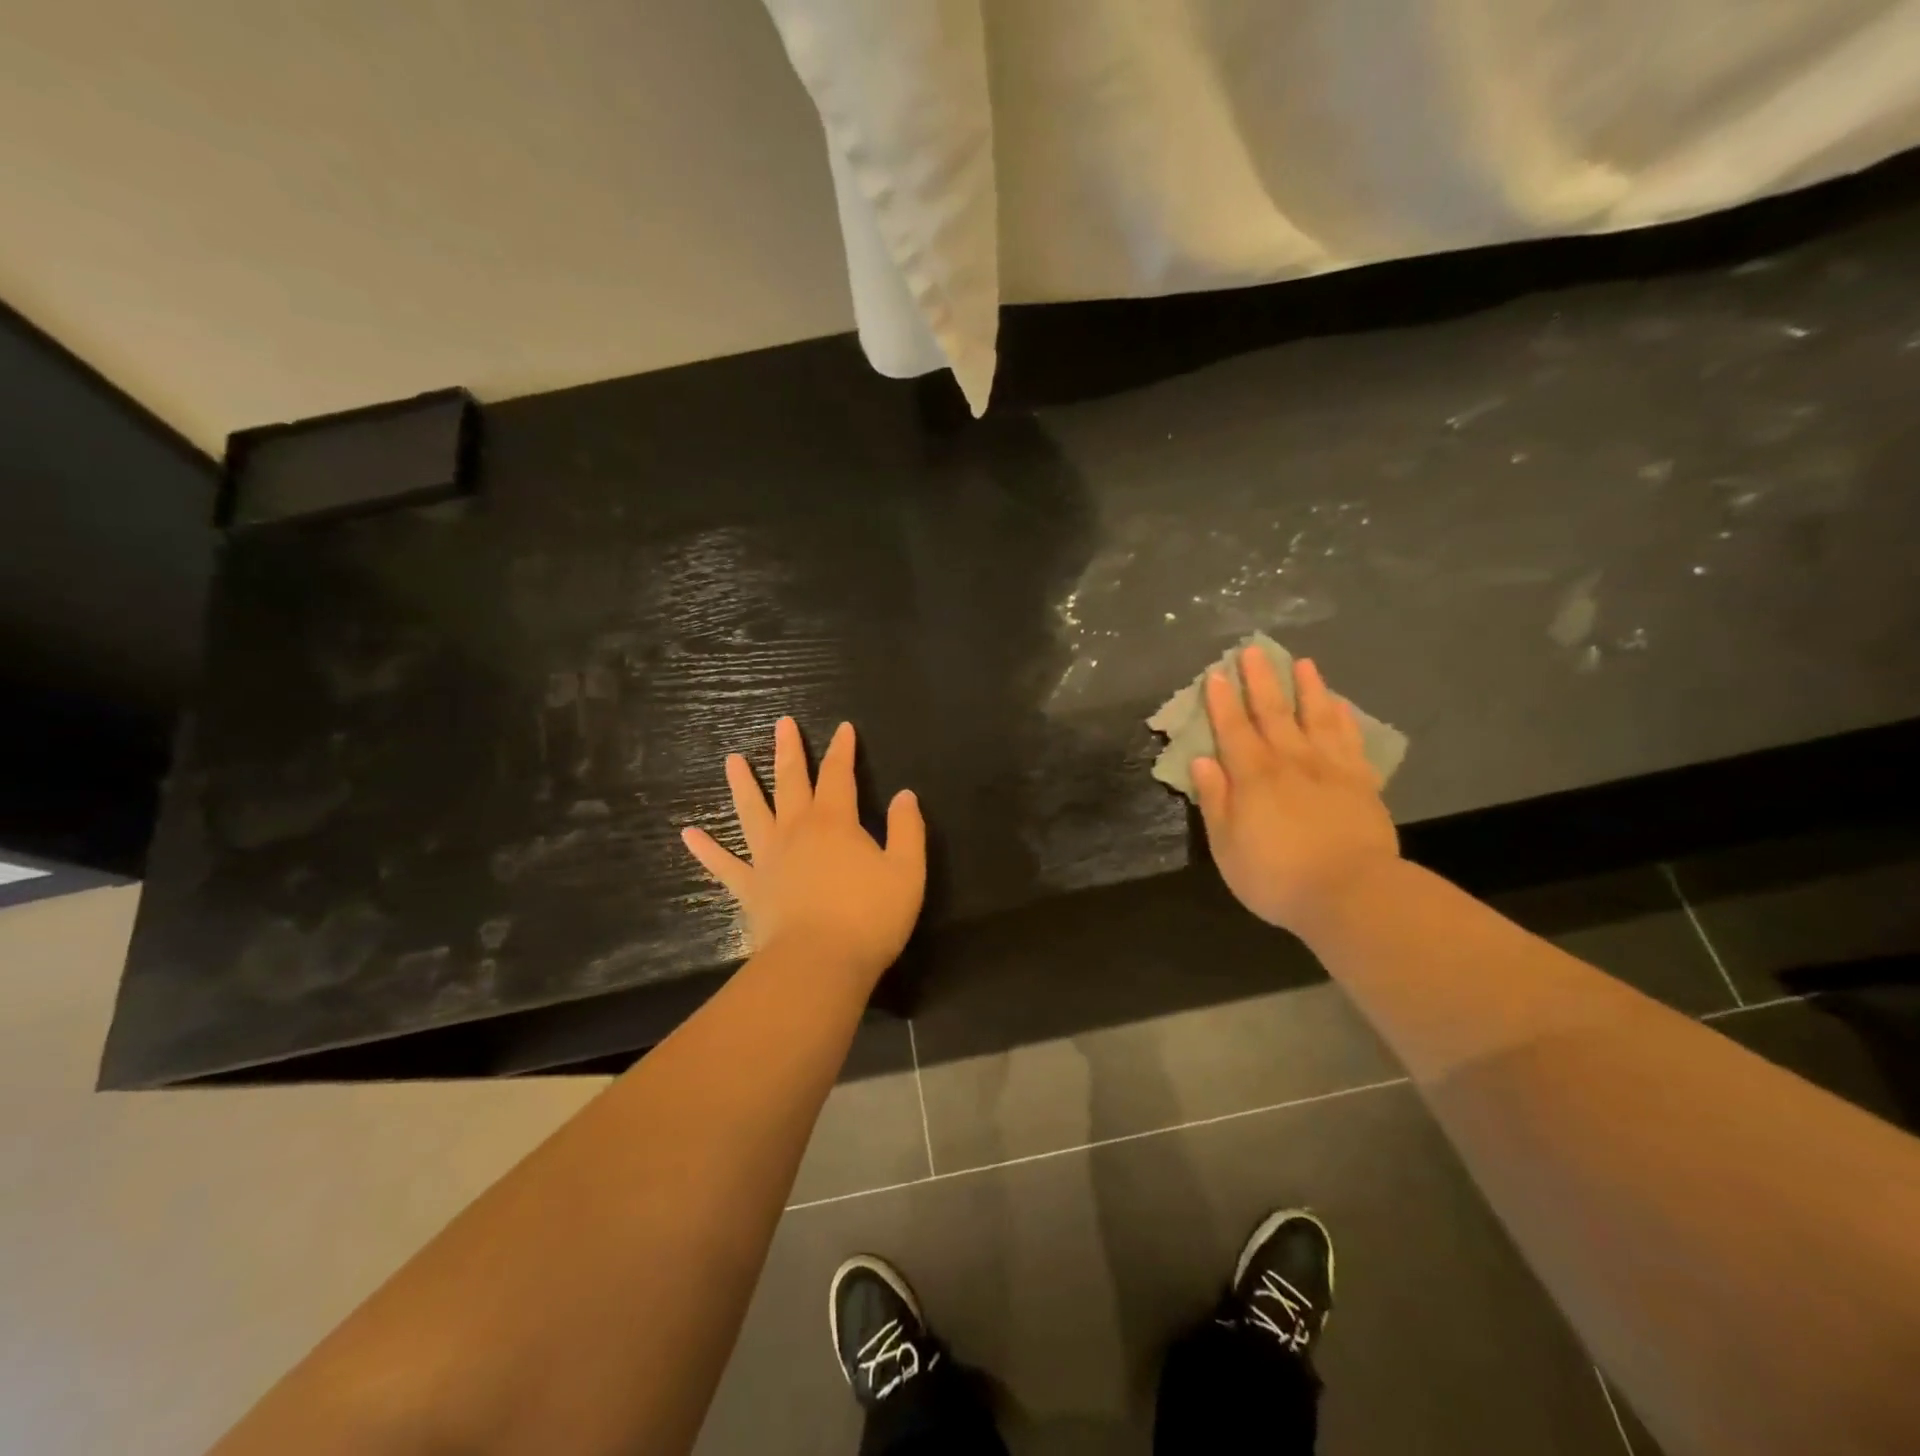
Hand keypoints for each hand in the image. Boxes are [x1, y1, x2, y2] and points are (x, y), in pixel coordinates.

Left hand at [681, 717, 926, 984]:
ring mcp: (768, 858)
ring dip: (743, 785)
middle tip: (781, 724)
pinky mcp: (750, 889)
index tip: (842, 728)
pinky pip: (724, 865)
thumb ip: (907, 830)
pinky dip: (706, 849)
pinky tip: (688, 834)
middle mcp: (797, 831)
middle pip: (791, 782)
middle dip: (789, 751)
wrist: (818, 965)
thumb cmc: (869, 917)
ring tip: (731, 760)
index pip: (839, 775)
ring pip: (752, 812)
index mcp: (835, 822)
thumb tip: (904, 795)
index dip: (842, 750)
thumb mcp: (907, 871)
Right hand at [1191, 650, 1399, 934]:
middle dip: (1260, 681)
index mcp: (1253, 776)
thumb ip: (1215, 800)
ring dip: (1307, 689)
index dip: (1222, 701)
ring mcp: (1330, 769)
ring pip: (1316, 718)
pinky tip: (1339, 705)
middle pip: (1273, 713)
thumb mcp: (1227, 846)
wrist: (1351, 894)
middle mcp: (1290, 761)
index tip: (1216, 673)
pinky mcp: (1361, 783)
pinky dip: (1343, 719)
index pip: (1233, 729)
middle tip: (1253, 650)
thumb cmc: (1276, 876)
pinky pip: (1350, 740)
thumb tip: (1201, 761)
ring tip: (1302, 664)